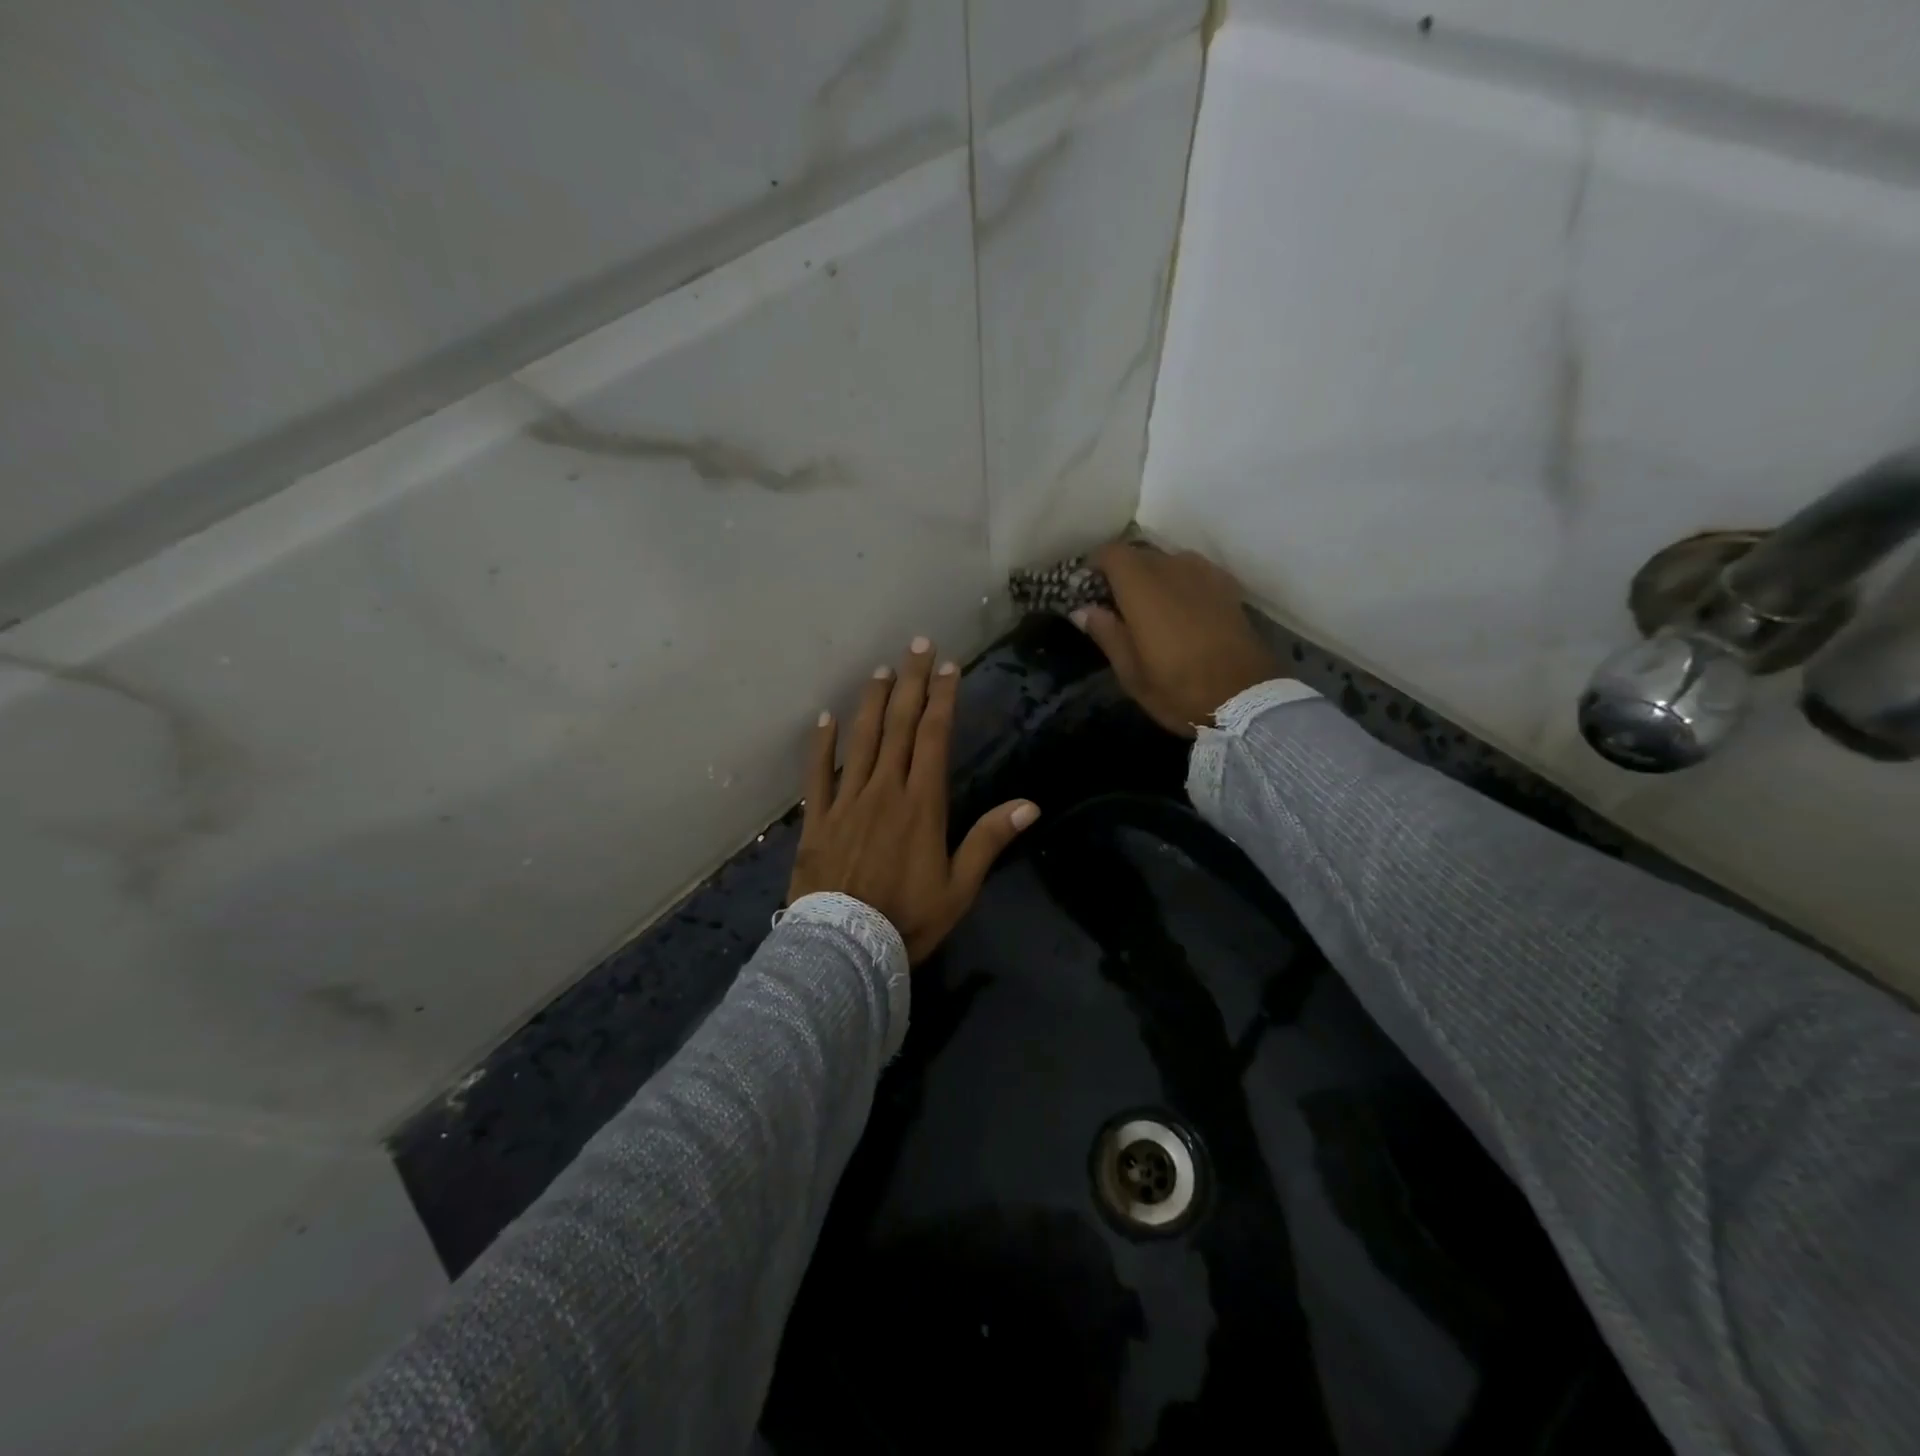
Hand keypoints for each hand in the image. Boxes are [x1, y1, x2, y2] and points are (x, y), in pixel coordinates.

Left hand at [789, 638, 1040, 962]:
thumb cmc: (908, 920)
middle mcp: (883, 790)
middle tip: (917, 645)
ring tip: (881, 671)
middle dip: (911, 683)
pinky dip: (821, 744)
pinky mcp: (816, 819)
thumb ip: (989, 841)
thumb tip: (1029, 805)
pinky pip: (818, 774)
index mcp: (921, 804)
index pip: (934, 737)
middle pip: (900, 726)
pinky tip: (825, 719)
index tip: (948, 667)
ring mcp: (846, 801)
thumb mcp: (959, 888)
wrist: (844, 950)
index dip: (942, 699)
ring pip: (860, 740)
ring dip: (872, 703)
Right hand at [1072, 543, 1280, 737]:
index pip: (1111, 553)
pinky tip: (1180, 608)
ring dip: (1152, 576)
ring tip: (1149, 607)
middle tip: (1114, 604)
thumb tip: (1083, 609)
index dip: (1094, 565)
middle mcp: (1173, 569)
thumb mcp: (1131, 673)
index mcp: (1143, 588)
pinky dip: (1178, 581)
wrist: (1247, 699)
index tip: (1086, 588)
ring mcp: (1204, 574)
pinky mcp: (1226, 586)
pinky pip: (1193, 570)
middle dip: (1122, 573)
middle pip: (1139, 554)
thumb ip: (1107, 634)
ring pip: (1168, 560)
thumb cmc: (1179, 690)